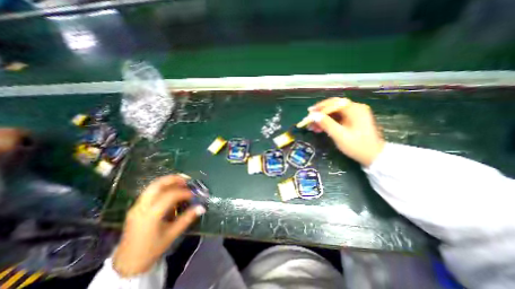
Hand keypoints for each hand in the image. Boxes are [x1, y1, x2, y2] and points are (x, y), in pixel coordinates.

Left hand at [112, 175, 205, 276]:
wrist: (127, 264)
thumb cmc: (152, 250)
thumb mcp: (172, 234)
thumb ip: (187, 218)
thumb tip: (201, 207)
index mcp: (151, 215)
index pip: (170, 196)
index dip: (184, 193)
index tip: (194, 195)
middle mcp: (141, 207)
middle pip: (157, 185)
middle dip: (173, 179)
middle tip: (187, 179)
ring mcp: (136, 206)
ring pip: (152, 186)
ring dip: (168, 181)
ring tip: (181, 182)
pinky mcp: (136, 208)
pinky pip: (150, 192)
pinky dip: (162, 187)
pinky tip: (171, 190)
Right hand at [303, 97, 383, 165]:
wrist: (374, 156)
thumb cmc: (357, 146)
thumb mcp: (340, 135)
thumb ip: (326, 124)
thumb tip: (314, 116)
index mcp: (355, 109)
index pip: (334, 103)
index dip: (320, 107)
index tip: (309, 112)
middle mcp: (355, 109)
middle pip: (333, 107)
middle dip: (320, 114)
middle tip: (309, 121)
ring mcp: (354, 115)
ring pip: (334, 114)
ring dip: (323, 120)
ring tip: (312, 127)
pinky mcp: (353, 121)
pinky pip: (337, 119)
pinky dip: (328, 123)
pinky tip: (320, 129)